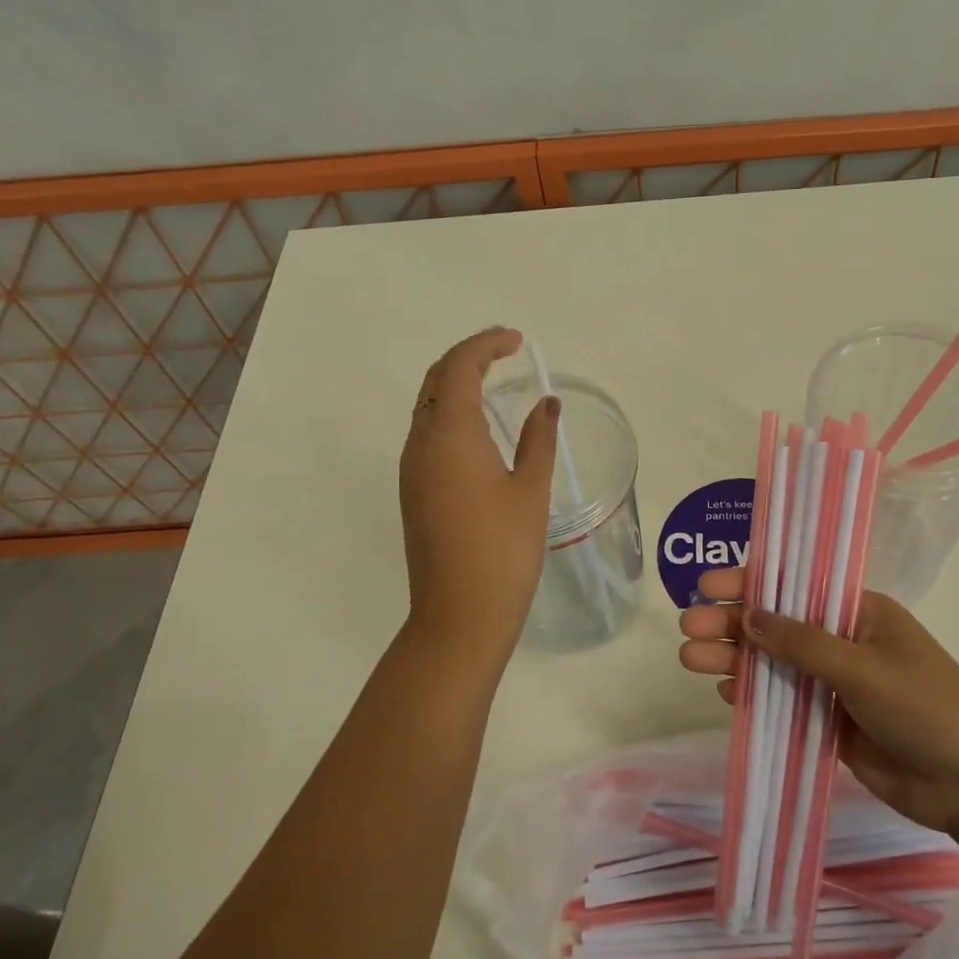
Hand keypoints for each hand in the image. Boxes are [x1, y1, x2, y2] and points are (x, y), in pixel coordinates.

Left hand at [399, 328, 558, 664]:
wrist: (459, 617)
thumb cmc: (503, 551)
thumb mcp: (530, 490)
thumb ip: (539, 439)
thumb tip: (547, 404)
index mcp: (450, 435)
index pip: (459, 367)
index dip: (486, 344)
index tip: (518, 341)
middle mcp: (421, 443)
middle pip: (436, 380)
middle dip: (469, 357)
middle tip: (507, 352)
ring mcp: (412, 469)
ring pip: (428, 406)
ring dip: (458, 384)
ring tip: (497, 381)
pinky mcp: (413, 491)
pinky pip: (428, 433)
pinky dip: (452, 413)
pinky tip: (482, 429)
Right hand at [678, 568, 958, 840]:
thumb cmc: (926, 708)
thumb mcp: (863, 668)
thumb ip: (802, 644)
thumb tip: (747, 615)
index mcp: (858, 612)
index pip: (794, 587)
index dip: (749, 583)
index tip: (706, 586)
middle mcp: (841, 641)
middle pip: (776, 625)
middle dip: (732, 624)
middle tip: (687, 628)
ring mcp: (834, 683)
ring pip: (774, 664)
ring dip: (735, 660)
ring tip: (692, 660)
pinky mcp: (829, 722)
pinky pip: (783, 701)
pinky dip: (755, 695)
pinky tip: (727, 693)